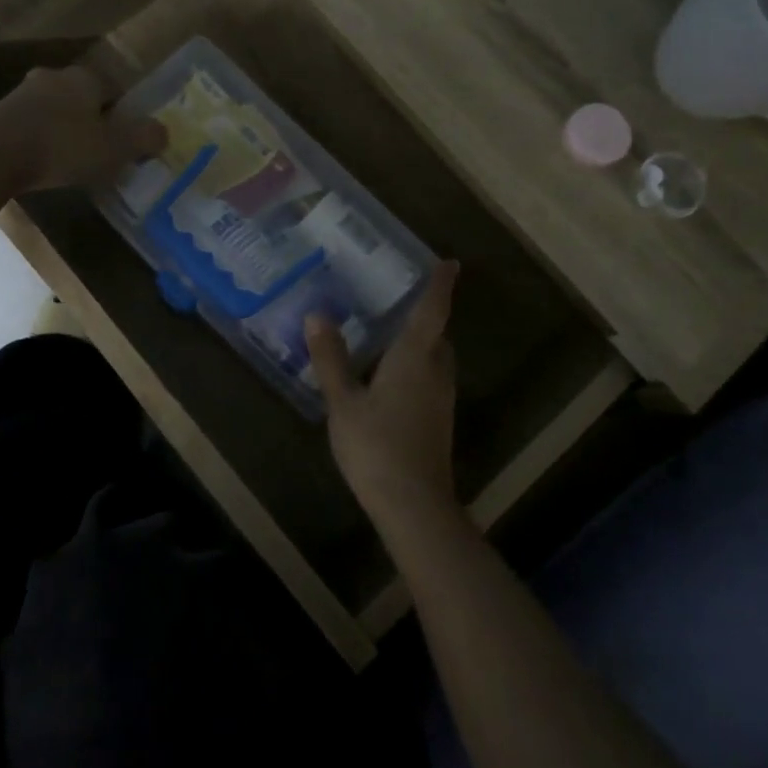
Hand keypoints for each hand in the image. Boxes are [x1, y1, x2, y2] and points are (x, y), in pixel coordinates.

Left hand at [0, 67, 165, 191]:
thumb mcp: (114, 148)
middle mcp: (53, 77)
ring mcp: (22, 94)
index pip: (114, 89)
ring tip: (72, 160)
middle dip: (92, 120)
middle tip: (101, 150)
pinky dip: (41, 140)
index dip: (123, 114)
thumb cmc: (62, 147)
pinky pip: (32, 126)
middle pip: (82, 97)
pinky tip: (43, 163)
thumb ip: (144, 139)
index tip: (126, 140)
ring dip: (65, 130)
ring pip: (55, 110)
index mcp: (84, 78)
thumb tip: (164, 132)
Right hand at [306, 262, 461, 529]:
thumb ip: (331, 359)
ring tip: (390, 334)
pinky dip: (416, 368)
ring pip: (436, 360)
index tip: (450, 262)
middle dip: (427, 316)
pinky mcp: (437, 422)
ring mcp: (440, 400)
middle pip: (437, 335)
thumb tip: (317, 315)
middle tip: (402, 299)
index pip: (433, 311)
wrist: (413, 505)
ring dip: (422, 343)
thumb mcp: (343, 401)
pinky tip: (389, 378)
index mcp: (415, 358)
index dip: (441, 285)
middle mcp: (435, 373)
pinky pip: (430, 380)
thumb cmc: (376, 445)